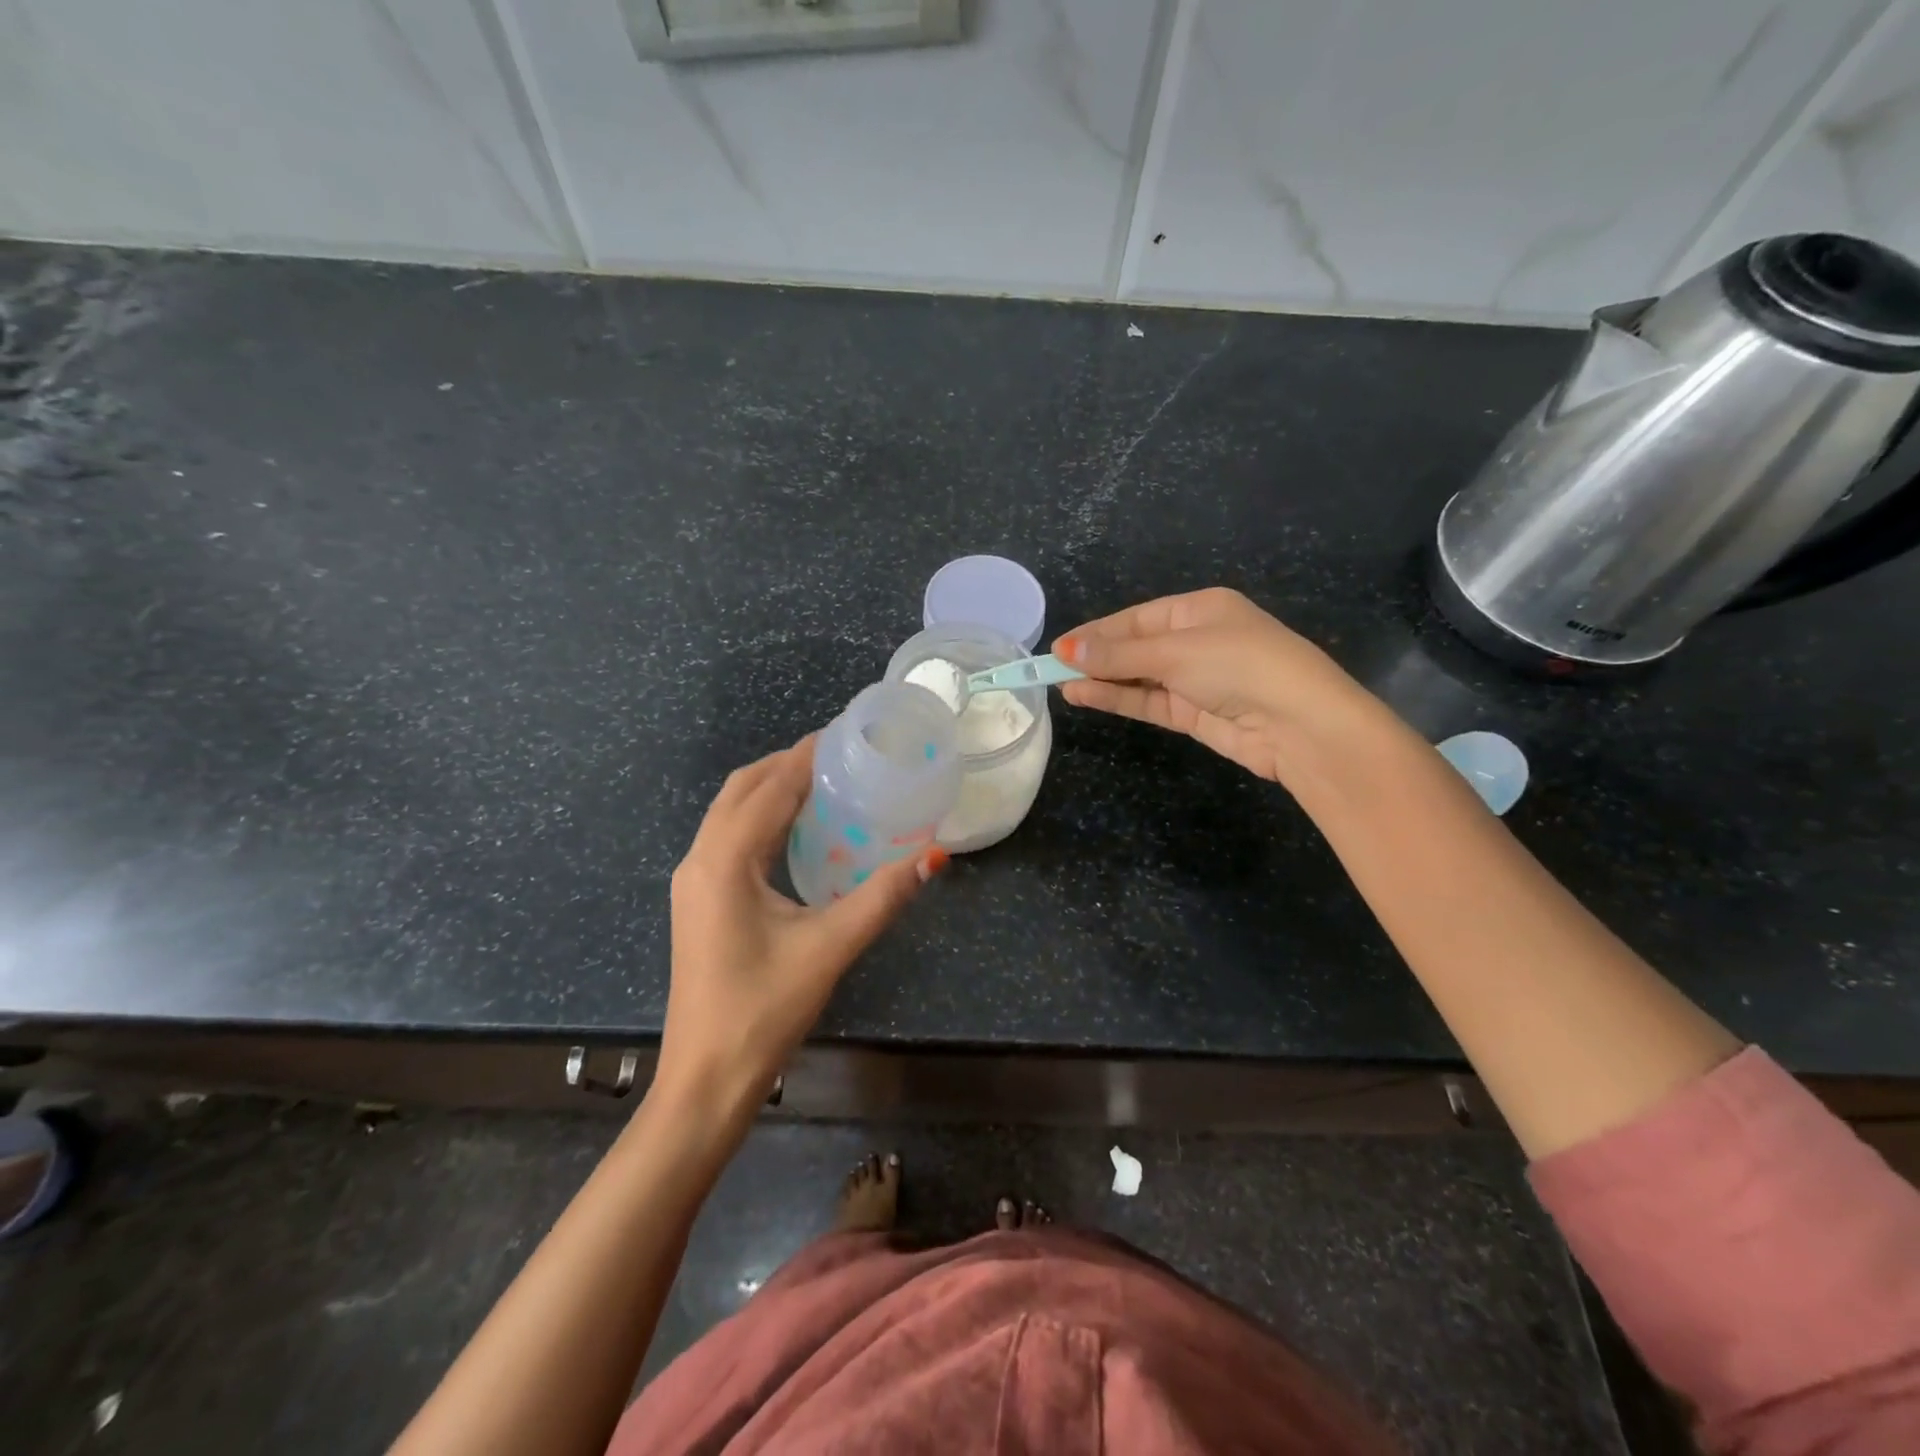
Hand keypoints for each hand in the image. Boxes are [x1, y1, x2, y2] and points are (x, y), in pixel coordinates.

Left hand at [655, 737, 948, 1123]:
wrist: (706, 1079)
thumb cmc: (764, 1010)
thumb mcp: (830, 948)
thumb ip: (883, 896)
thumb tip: (936, 856)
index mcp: (725, 861)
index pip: (769, 787)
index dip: (807, 755)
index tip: (847, 734)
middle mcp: (700, 859)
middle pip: (742, 788)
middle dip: (787, 764)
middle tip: (840, 756)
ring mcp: (693, 881)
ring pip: (729, 812)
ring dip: (771, 788)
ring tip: (824, 783)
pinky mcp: (698, 901)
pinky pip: (728, 837)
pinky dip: (760, 817)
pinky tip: (797, 831)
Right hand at [1056, 587, 1379, 784]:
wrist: (1300, 724)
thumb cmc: (1240, 665)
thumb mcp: (1175, 652)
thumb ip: (1118, 656)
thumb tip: (1065, 651)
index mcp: (1200, 609)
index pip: (1136, 618)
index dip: (1097, 632)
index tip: (1059, 647)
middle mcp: (1197, 640)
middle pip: (1135, 646)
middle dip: (1096, 657)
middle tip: (1051, 668)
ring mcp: (1195, 679)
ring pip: (1138, 677)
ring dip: (1102, 680)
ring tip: (1060, 685)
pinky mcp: (1194, 713)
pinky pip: (1147, 701)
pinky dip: (1118, 699)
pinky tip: (1085, 696)